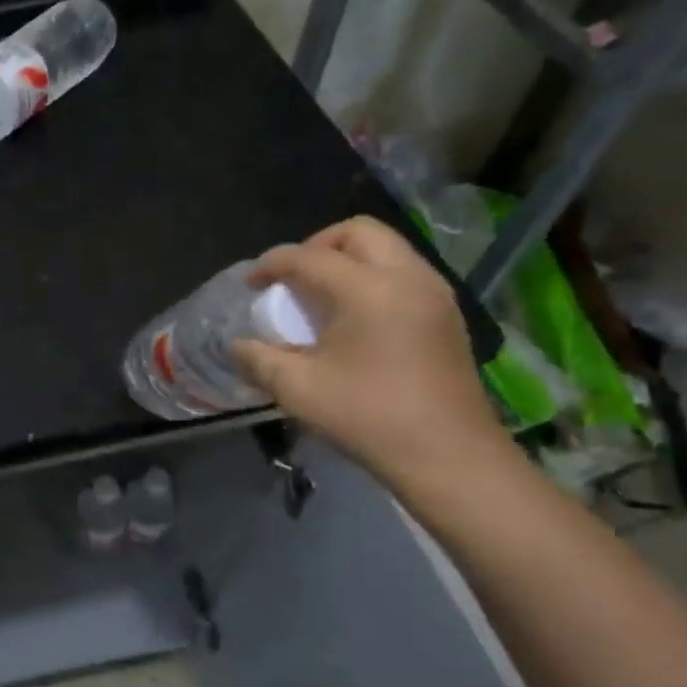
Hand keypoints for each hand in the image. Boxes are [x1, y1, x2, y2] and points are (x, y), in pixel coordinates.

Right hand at [229, 217, 506, 489]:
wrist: (447, 454)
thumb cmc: (368, 417)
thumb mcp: (298, 390)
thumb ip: (259, 360)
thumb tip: (238, 346)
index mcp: (368, 289)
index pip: (310, 257)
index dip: (273, 264)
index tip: (251, 283)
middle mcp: (406, 277)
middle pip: (358, 232)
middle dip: (317, 245)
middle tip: (292, 278)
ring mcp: (434, 293)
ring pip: (386, 248)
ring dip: (347, 259)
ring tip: (320, 296)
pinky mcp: (446, 314)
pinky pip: (403, 272)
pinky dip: (372, 277)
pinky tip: (354, 317)